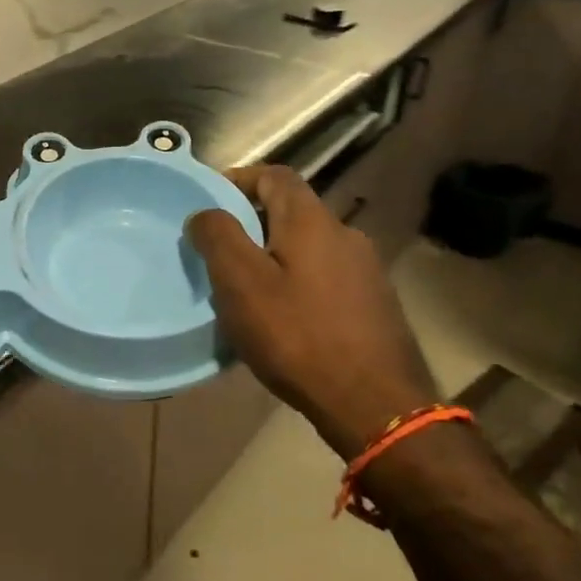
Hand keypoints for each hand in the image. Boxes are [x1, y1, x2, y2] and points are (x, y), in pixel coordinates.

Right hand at [187, 166, 436, 458]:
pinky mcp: (374, 304)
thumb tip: (205, 213)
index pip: (275, 175)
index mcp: (312, 221)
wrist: (374, 404)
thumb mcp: (241, 283)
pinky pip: (325, 277)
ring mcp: (366, 270)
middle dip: (252, 222)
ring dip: (274, 255)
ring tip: (246, 289)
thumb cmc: (297, 336)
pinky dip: (297, 282)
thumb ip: (218, 237)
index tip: (208, 200)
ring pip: (308, 247)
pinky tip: (284, 318)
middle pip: (291, 211)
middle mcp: (345, 234)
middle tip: (218, 251)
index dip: (239, 178)